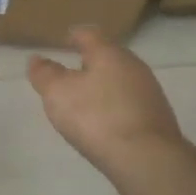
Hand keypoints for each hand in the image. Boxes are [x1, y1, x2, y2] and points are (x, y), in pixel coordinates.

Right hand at [27, 27, 184, 169]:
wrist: (147, 160)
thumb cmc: (97, 118)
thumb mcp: (58, 93)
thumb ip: (45, 74)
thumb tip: (37, 59)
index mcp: (109, 53)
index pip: (89, 34)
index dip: (74, 36)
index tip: (63, 42)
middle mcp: (134, 66)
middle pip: (108, 56)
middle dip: (90, 63)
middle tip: (70, 75)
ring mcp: (150, 92)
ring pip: (121, 80)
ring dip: (104, 87)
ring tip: (86, 102)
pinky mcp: (158, 118)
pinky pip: (131, 104)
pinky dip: (116, 107)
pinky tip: (106, 124)